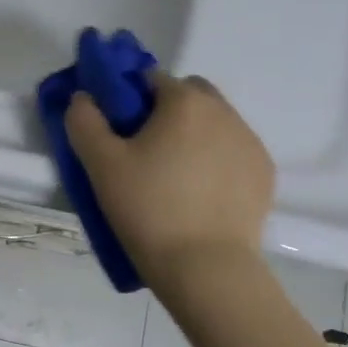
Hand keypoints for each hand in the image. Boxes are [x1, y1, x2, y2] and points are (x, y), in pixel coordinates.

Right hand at [64, 71, 274, 284]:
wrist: (205, 268)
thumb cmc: (148, 209)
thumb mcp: (100, 165)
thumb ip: (84, 121)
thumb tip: (83, 98)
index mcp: (185, 101)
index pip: (150, 78)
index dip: (128, 99)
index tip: (117, 131)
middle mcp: (224, 112)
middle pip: (188, 95)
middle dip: (166, 111)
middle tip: (143, 152)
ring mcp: (250, 142)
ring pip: (213, 124)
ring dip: (192, 136)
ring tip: (171, 179)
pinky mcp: (264, 174)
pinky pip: (232, 153)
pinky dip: (215, 162)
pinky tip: (198, 196)